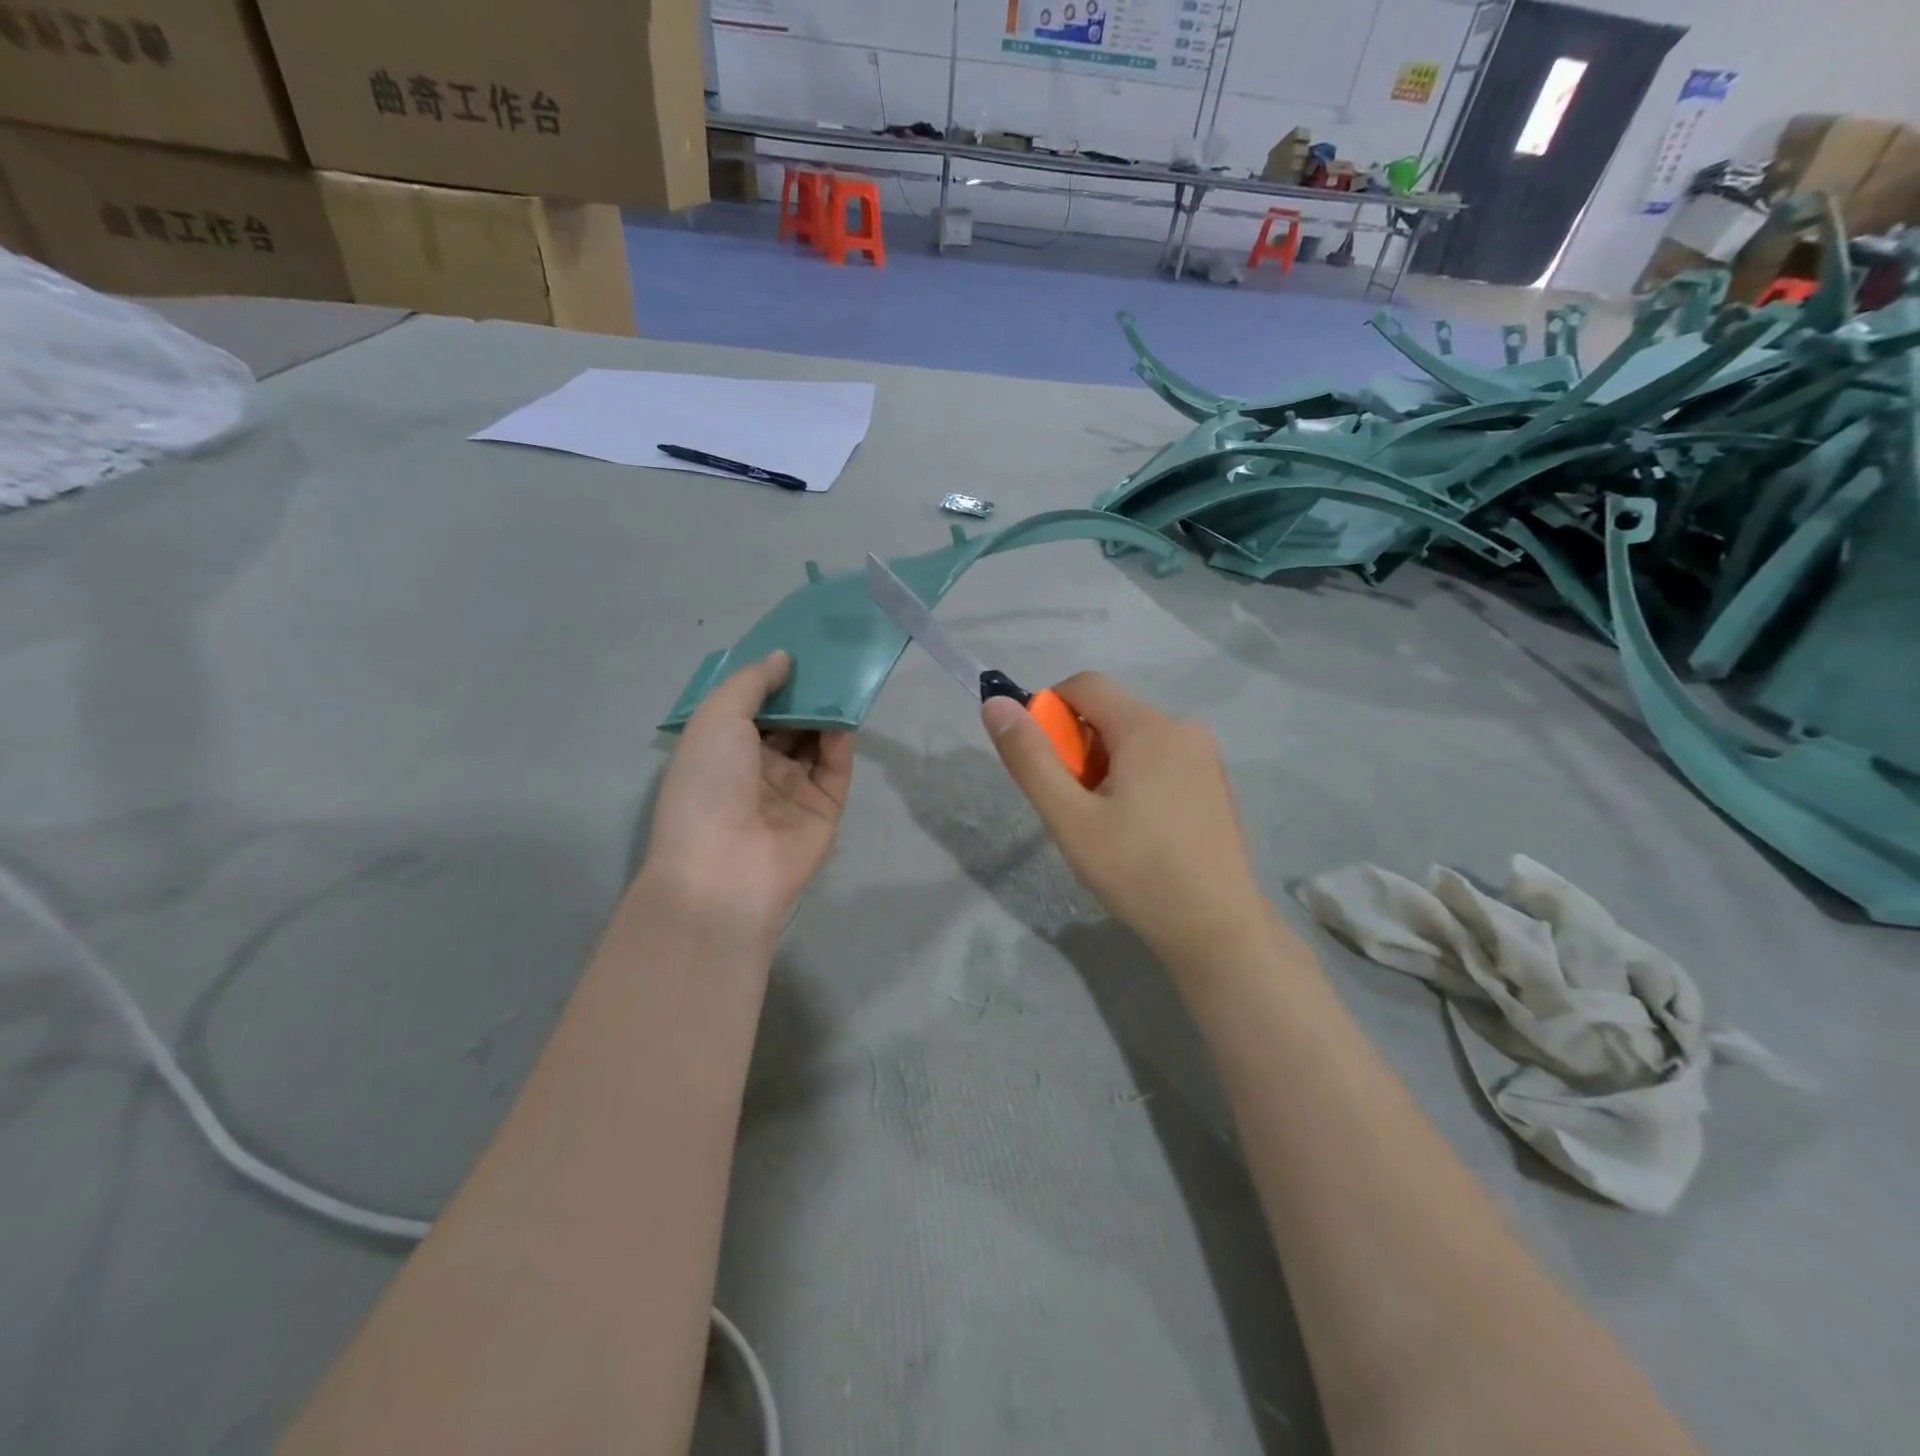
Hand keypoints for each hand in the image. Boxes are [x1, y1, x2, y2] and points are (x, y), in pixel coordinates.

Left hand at [641, 652, 852, 946]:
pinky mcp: (823, 809)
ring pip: (814, 741)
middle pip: (786, 722)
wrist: (725, 866)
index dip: (769, 678)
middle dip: (803, 691)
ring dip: (825, 711)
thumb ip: (752, 681)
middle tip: (827, 655)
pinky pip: (835, 768)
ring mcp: (791, 790)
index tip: (793, 647)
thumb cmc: (708, 782)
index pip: (750, 707)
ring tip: (843, 674)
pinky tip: (845, 714)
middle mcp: (755, 768)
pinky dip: (840, 741)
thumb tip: (783, 658)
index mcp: (721, 749)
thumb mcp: (717, 716)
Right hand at [982, 673, 1269, 969]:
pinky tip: (1138, 831)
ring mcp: (1205, 757)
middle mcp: (1183, 728)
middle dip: (1078, 748)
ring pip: (1134, 740)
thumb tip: (996, 705)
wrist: (1217, 929)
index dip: (1049, 710)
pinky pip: (1161, 761)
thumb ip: (1030, 758)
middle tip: (1073, 806)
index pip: (1085, 685)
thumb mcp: (1070, 818)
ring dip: (1105, 767)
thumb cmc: (1138, 871)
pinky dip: (1135, 779)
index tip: (1042, 762)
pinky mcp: (1215, 784)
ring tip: (1104, 825)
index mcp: (1149, 727)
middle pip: (1110, 714)